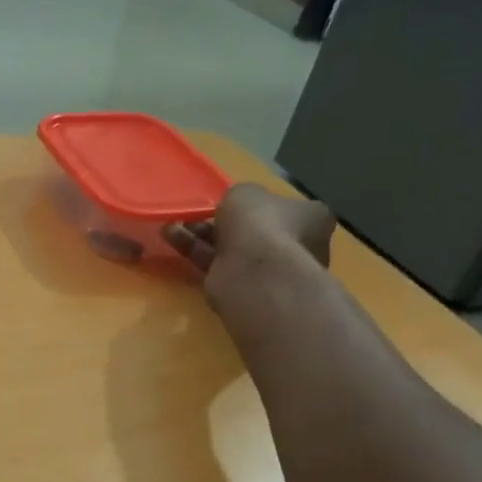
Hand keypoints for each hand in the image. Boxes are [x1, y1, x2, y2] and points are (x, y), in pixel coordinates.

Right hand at [163, 184, 336, 319]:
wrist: (254, 272)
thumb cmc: (261, 224)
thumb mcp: (246, 193)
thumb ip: (240, 198)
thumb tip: (238, 208)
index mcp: (311, 218)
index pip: (286, 208)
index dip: (258, 205)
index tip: (232, 202)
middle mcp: (297, 246)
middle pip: (256, 231)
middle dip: (223, 223)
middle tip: (196, 215)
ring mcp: (271, 271)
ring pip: (231, 249)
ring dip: (201, 236)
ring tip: (172, 225)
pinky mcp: (243, 289)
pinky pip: (216, 265)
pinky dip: (194, 251)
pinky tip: (171, 238)